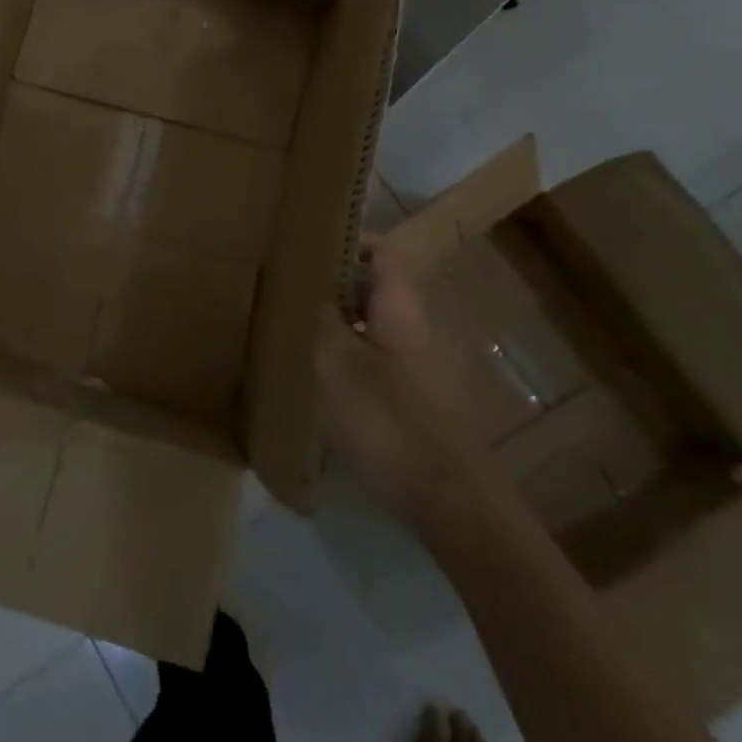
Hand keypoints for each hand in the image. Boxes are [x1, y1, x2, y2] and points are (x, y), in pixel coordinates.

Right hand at [316, 247, 485, 522]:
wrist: (449, 500)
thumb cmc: (388, 421)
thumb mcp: (338, 366)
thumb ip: (325, 322)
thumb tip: (319, 295)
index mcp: (401, 310)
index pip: (383, 254)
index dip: (350, 242)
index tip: (310, 244)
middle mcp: (416, 329)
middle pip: (377, 289)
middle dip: (336, 284)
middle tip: (292, 289)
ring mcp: (421, 366)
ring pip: (376, 326)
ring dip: (341, 322)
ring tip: (299, 330)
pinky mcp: (418, 399)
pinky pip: (379, 358)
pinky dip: (351, 355)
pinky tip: (324, 378)